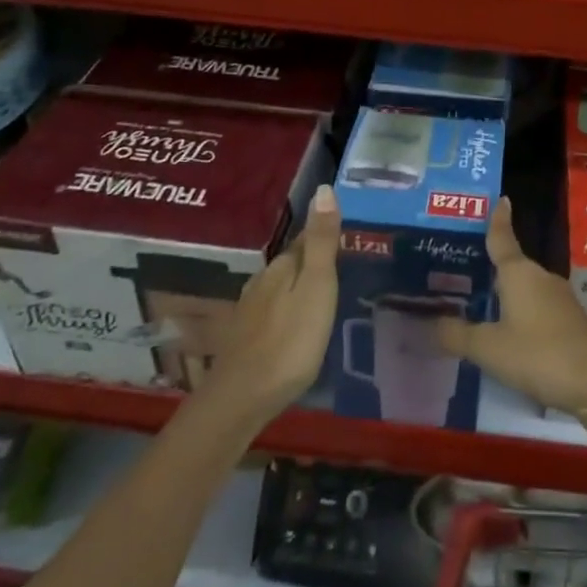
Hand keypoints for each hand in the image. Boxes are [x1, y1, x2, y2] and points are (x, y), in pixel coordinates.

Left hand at [205, 184, 339, 425]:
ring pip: (279, 289)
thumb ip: (320, 242)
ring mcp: (249, 311)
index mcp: (281, 267)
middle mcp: (261, 282)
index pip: (305, 240)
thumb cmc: (290, 340)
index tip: (344, 236)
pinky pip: (272, 312)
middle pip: (291, 264)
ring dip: (297, 288)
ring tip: (321, 296)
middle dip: (311, 263)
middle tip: (339, 267)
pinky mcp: (245, 339)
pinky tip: (294, 325)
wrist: (243, 398)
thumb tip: (324, 189)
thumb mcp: (316, 287)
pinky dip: (286, 311)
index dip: (324, 236)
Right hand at [435, 197, 586, 430]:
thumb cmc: (539, 355)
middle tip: (459, 268)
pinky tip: (505, 332)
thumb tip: (432, 323)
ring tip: (475, 302)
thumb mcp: (489, 348)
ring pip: (524, 289)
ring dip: (504, 294)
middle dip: (489, 266)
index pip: (503, 238)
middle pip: (511, 266)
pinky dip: (519, 314)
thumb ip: (458, 335)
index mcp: (519, 273)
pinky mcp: (570, 323)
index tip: (500, 198)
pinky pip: (536, 309)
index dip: (498, 220)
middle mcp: (541, 278)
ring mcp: (559, 300)